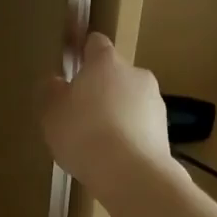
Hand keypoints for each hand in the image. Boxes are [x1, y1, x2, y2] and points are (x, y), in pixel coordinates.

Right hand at [38, 33, 172, 200]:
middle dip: (101, 89)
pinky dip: (130, 134)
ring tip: (98, 141)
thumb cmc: (83, 134)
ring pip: (131, 100)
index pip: (96, 43)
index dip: (83, 53)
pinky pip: (141, 125)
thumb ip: (51, 92)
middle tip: (80, 113)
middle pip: (115, 74)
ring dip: (118, 112)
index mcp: (106, 62)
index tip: (72, 67)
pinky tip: (115, 156)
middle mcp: (136, 74)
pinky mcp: (165, 130)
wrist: (130, 173)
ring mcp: (155, 102)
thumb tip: (56, 82)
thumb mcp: (51, 113)